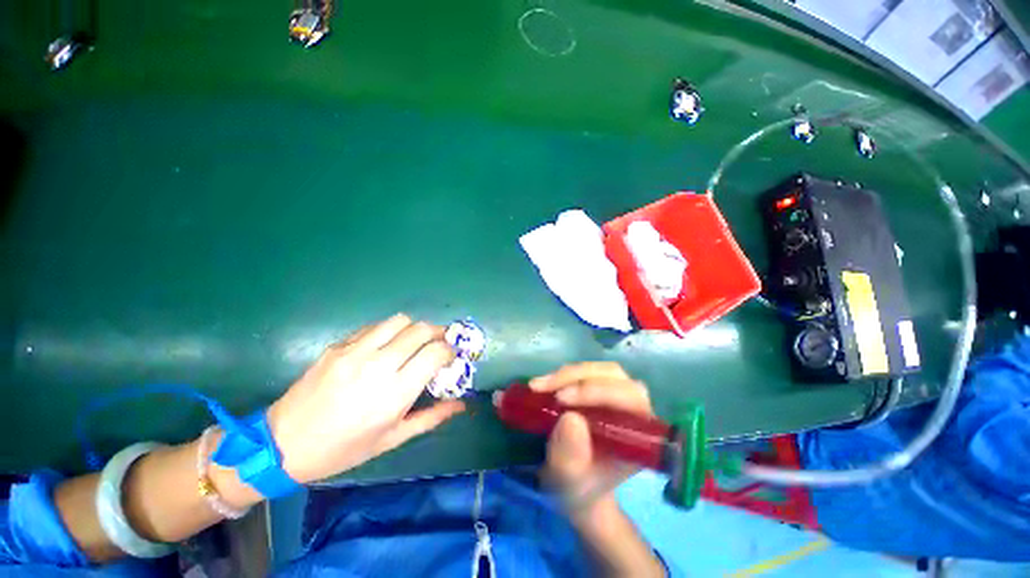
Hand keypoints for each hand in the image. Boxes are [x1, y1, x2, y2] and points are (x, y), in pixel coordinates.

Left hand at [266, 314, 465, 483]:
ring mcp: (355, 352)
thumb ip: (431, 417)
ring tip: (414, 342)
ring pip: (400, 320)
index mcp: (395, 393)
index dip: (450, 350)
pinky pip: (374, 327)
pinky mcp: (338, 346)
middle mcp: (378, 366)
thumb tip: (462, 404)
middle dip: (438, 333)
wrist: (283, 444)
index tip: (452, 355)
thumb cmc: (343, 449)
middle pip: (421, 330)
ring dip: (414, 328)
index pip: (435, 353)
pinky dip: (389, 331)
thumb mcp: (392, 439)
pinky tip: (386, 345)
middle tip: (440, 343)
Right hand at [529, 362, 653, 509]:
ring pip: (597, 370)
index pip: (629, 398)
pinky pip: (583, 372)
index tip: (562, 400)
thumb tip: (570, 417)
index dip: (598, 392)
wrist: (572, 484)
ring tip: (539, 386)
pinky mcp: (597, 388)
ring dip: (567, 375)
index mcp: (639, 434)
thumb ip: (571, 457)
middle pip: (613, 376)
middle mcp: (633, 408)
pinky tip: (543, 385)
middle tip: (544, 388)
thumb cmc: (578, 487)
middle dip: (577, 378)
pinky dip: (562, 375)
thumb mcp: (569, 481)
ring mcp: (615, 394)